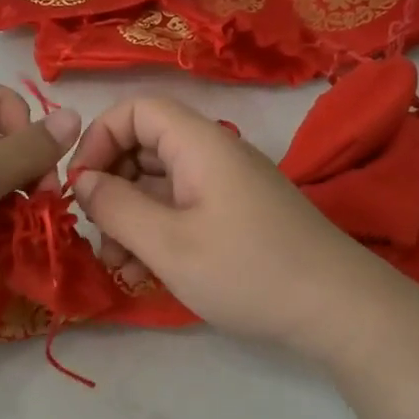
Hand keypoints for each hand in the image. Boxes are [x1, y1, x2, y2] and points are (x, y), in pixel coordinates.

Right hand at [69, 95, 408, 363]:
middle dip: (111, 186)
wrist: (337, 308)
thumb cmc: (247, 270)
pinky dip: (158, 231)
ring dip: (130, 217)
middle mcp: (213, 154)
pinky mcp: (237, 215)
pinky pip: (183, 208)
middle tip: (96, 234)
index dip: (98, 139)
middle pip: (145, 146)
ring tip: (119, 263)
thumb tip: (83, 182)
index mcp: (199, 143)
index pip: (135, 110)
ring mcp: (227, 186)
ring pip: (160, 183)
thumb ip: (117, 208)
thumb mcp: (169, 244)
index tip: (80, 187)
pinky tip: (146, 272)